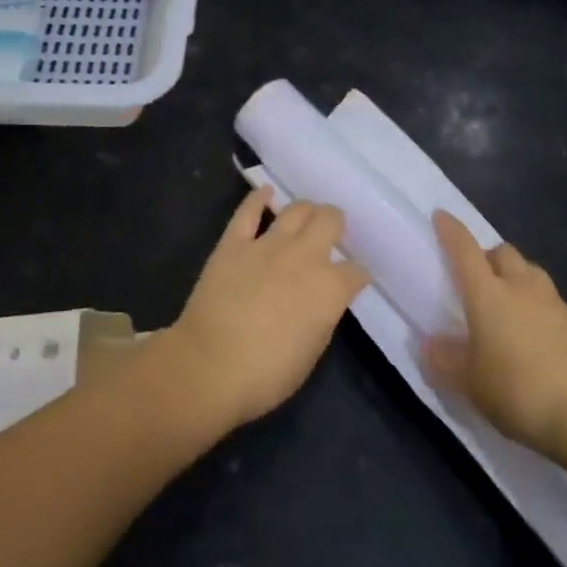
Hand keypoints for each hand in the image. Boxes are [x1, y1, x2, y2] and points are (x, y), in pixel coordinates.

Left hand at [163, 191, 369, 431]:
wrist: (209, 367)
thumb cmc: (266, 374)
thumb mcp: (312, 351)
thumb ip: (324, 315)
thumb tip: (324, 300)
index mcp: (329, 288)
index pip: (356, 271)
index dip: (357, 274)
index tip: (354, 279)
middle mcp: (305, 256)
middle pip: (330, 220)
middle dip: (336, 224)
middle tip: (331, 233)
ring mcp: (267, 244)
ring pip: (296, 208)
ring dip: (306, 210)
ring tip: (306, 216)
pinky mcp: (234, 242)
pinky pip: (248, 211)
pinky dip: (258, 198)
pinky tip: (265, 192)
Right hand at [424, 212, 566, 459]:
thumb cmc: (519, 392)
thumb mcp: (470, 384)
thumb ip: (446, 360)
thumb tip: (430, 343)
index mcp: (488, 294)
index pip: (465, 250)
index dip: (451, 231)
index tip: (441, 216)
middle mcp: (522, 288)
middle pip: (503, 253)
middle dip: (488, 257)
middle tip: (478, 279)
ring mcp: (556, 304)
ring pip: (531, 274)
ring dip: (517, 279)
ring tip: (510, 307)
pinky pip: (554, 304)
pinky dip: (541, 310)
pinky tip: (540, 339)